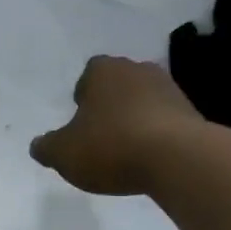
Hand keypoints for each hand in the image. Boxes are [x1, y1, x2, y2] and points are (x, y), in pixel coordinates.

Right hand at [30, 56, 203, 194]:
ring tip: (125, 152)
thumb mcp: (63, 153)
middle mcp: (138, 69)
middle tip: (99, 136)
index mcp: (103, 70)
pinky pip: (165, 121)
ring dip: (134, 120)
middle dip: (109, 106)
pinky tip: (149, 159)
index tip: (80, 121)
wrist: (177, 158)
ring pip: (143, 101)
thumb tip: (38, 145)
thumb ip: (46, 147)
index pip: (88, 73)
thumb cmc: (111, 146)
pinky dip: (156, 135)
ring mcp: (169, 89)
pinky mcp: (192, 113)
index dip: (82, 96)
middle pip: (118, 85)